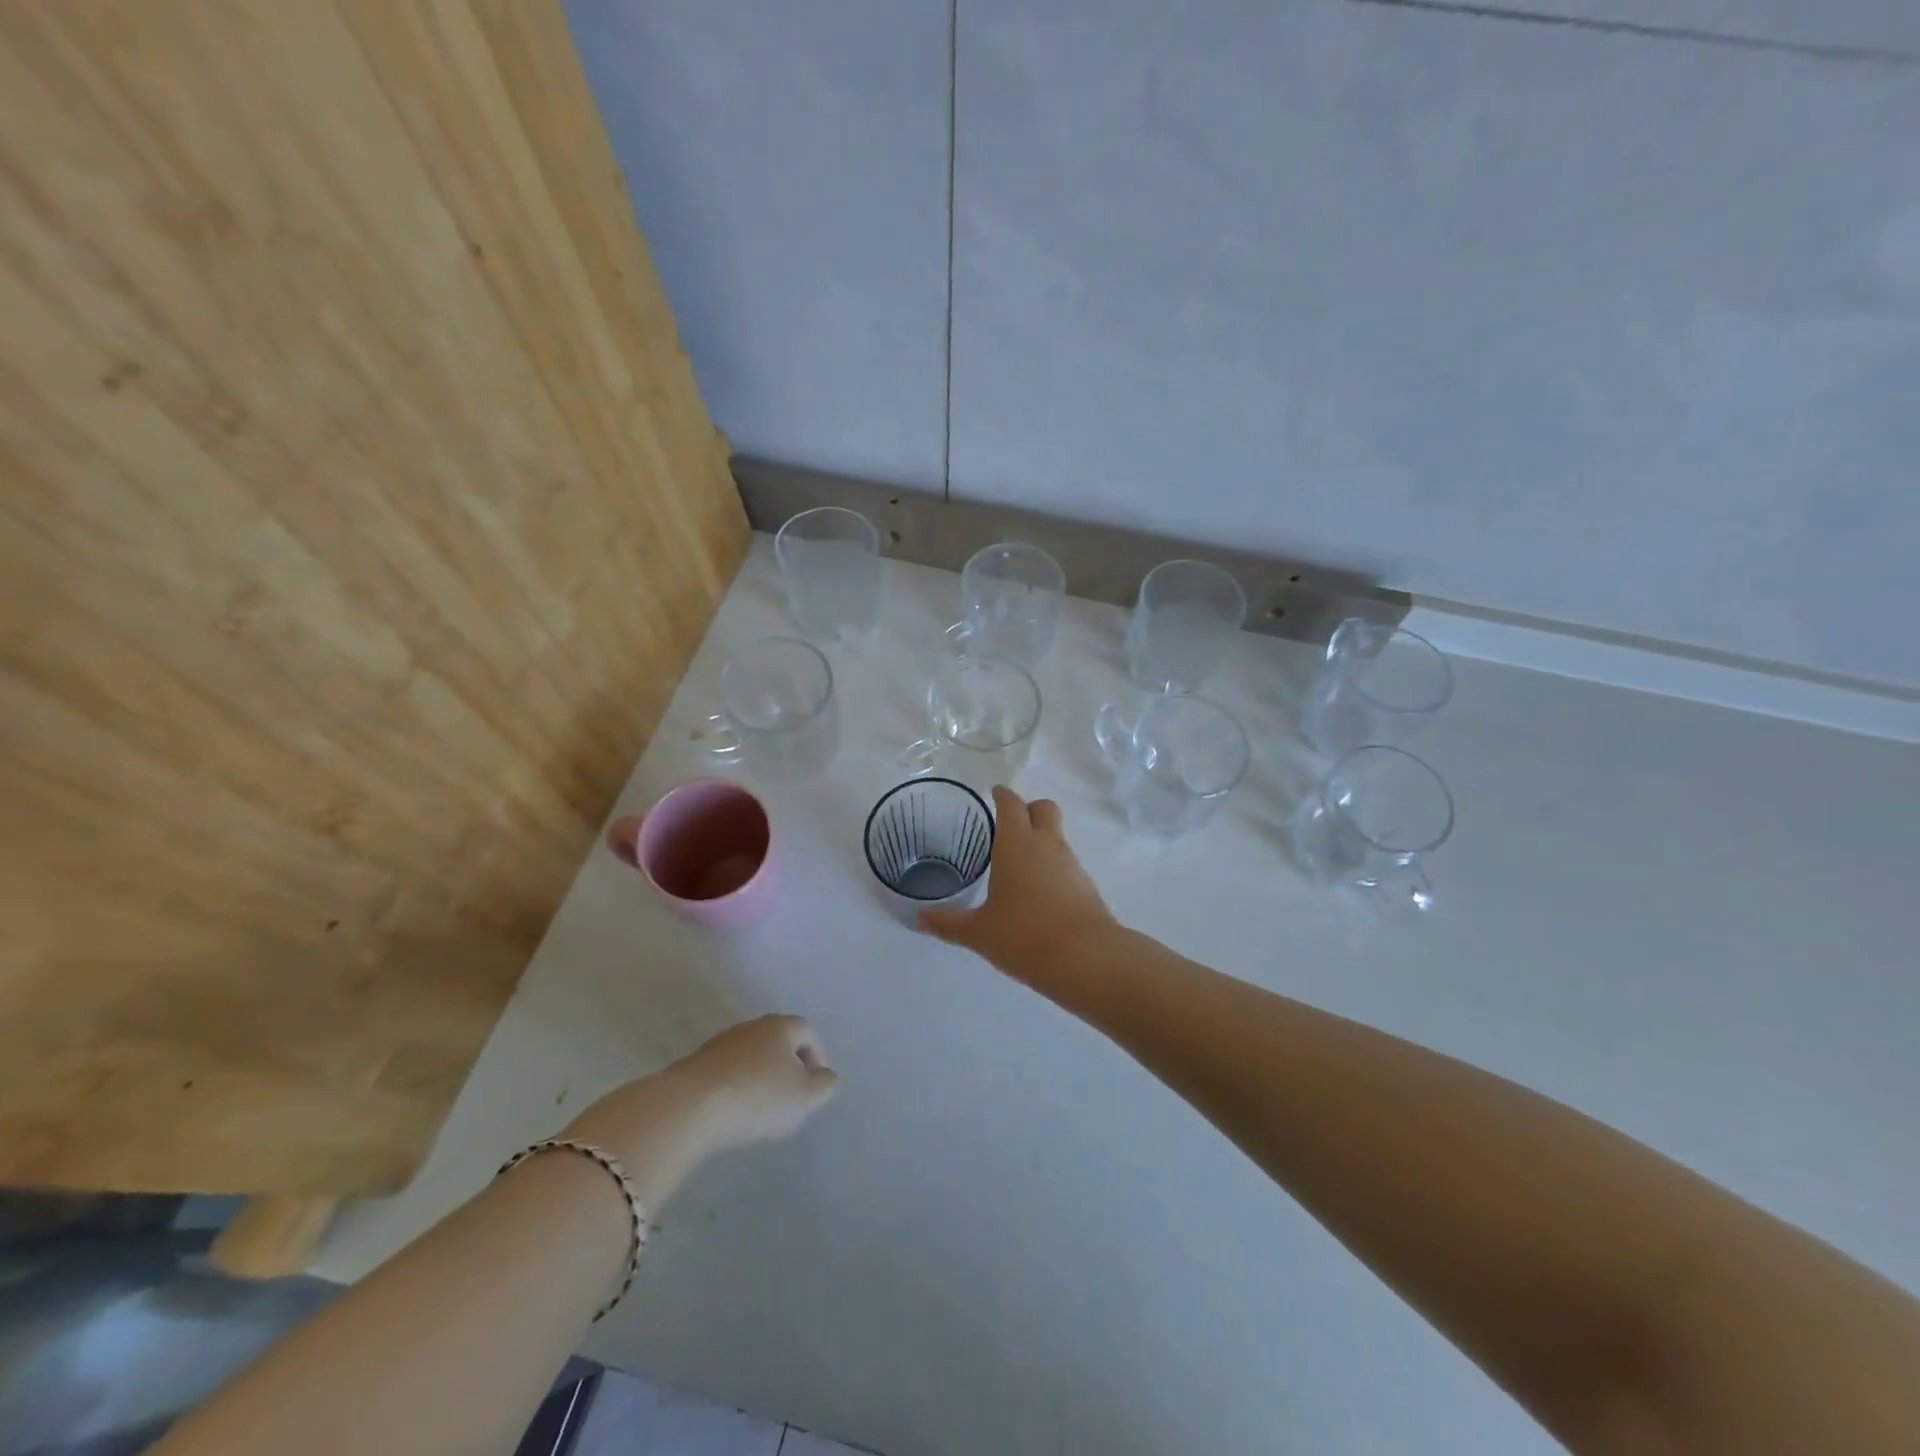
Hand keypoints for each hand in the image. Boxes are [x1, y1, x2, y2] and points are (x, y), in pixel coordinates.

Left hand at [665, 1013, 839, 1151]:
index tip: (815, 1085)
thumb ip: (824, 1084)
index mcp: (781, 1026)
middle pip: (778, 1041)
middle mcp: (752, 1026)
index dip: (816, 1056)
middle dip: (788, 1065)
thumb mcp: (805, 1096)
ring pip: (751, 1056)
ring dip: (760, 1076)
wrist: (689, 1107)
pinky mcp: (696, 1064)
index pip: (807, 1032)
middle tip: (791, 1096)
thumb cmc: (757, 1096)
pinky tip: (733, 1111)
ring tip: (761, 1108)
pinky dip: (736, 1086)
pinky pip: (727, 1071)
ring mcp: (721, 1043)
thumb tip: (824, 1076)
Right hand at [920, 787, 1117, 982]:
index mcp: (1017, 844)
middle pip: (1044, 808)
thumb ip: (948, 923)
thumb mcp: (979, 932)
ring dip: (1041, 840)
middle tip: (1010, 825)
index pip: (1011, 804)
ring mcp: (1071, 864)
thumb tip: (919, 919)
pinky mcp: (1087, 886)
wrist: (1085, 959)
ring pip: (1057, 836)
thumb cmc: (1024, 936)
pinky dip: (1053, 868)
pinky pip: (1067, 864)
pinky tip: (1039, 893)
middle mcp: (1047, 845)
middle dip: (1029, 809)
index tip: (994, 793)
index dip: (1002, 795)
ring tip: (1019, 865)